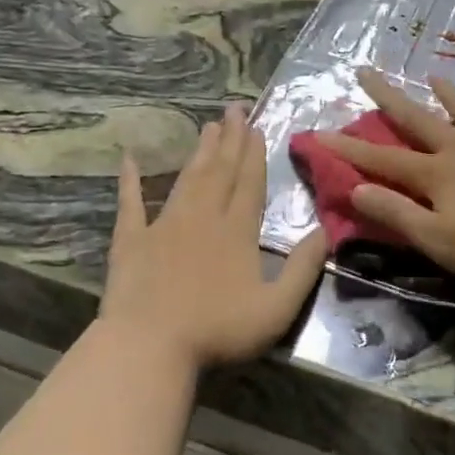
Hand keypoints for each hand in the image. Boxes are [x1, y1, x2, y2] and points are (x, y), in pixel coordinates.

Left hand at [99, 106, 325, 366]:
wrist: (149, 345)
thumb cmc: (217, 330)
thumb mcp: (277, 308)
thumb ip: (303, 268)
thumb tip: (324, 231)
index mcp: (237, 231)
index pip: (249, 183)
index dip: (254, 154)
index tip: (255, 126)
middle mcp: (203, 217)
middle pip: (220, 171)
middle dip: (229, 139)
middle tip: (233, 108)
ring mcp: (164, 226)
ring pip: (187, 179)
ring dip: (198, 151)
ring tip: (207, 125)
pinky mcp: (131, 240)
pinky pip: (131, 203)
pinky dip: (130, 180)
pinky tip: (129, 159)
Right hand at [315, 63, 454, 286]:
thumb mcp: (438, 240)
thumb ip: (397, 213)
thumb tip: (355, 188)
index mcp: (436, 175)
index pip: (382, 160)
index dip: (350, 149)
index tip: (320, 132)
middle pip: (417, 120)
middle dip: (388, 98)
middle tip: (365, 72)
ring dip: (448, 93)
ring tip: (432, 75)